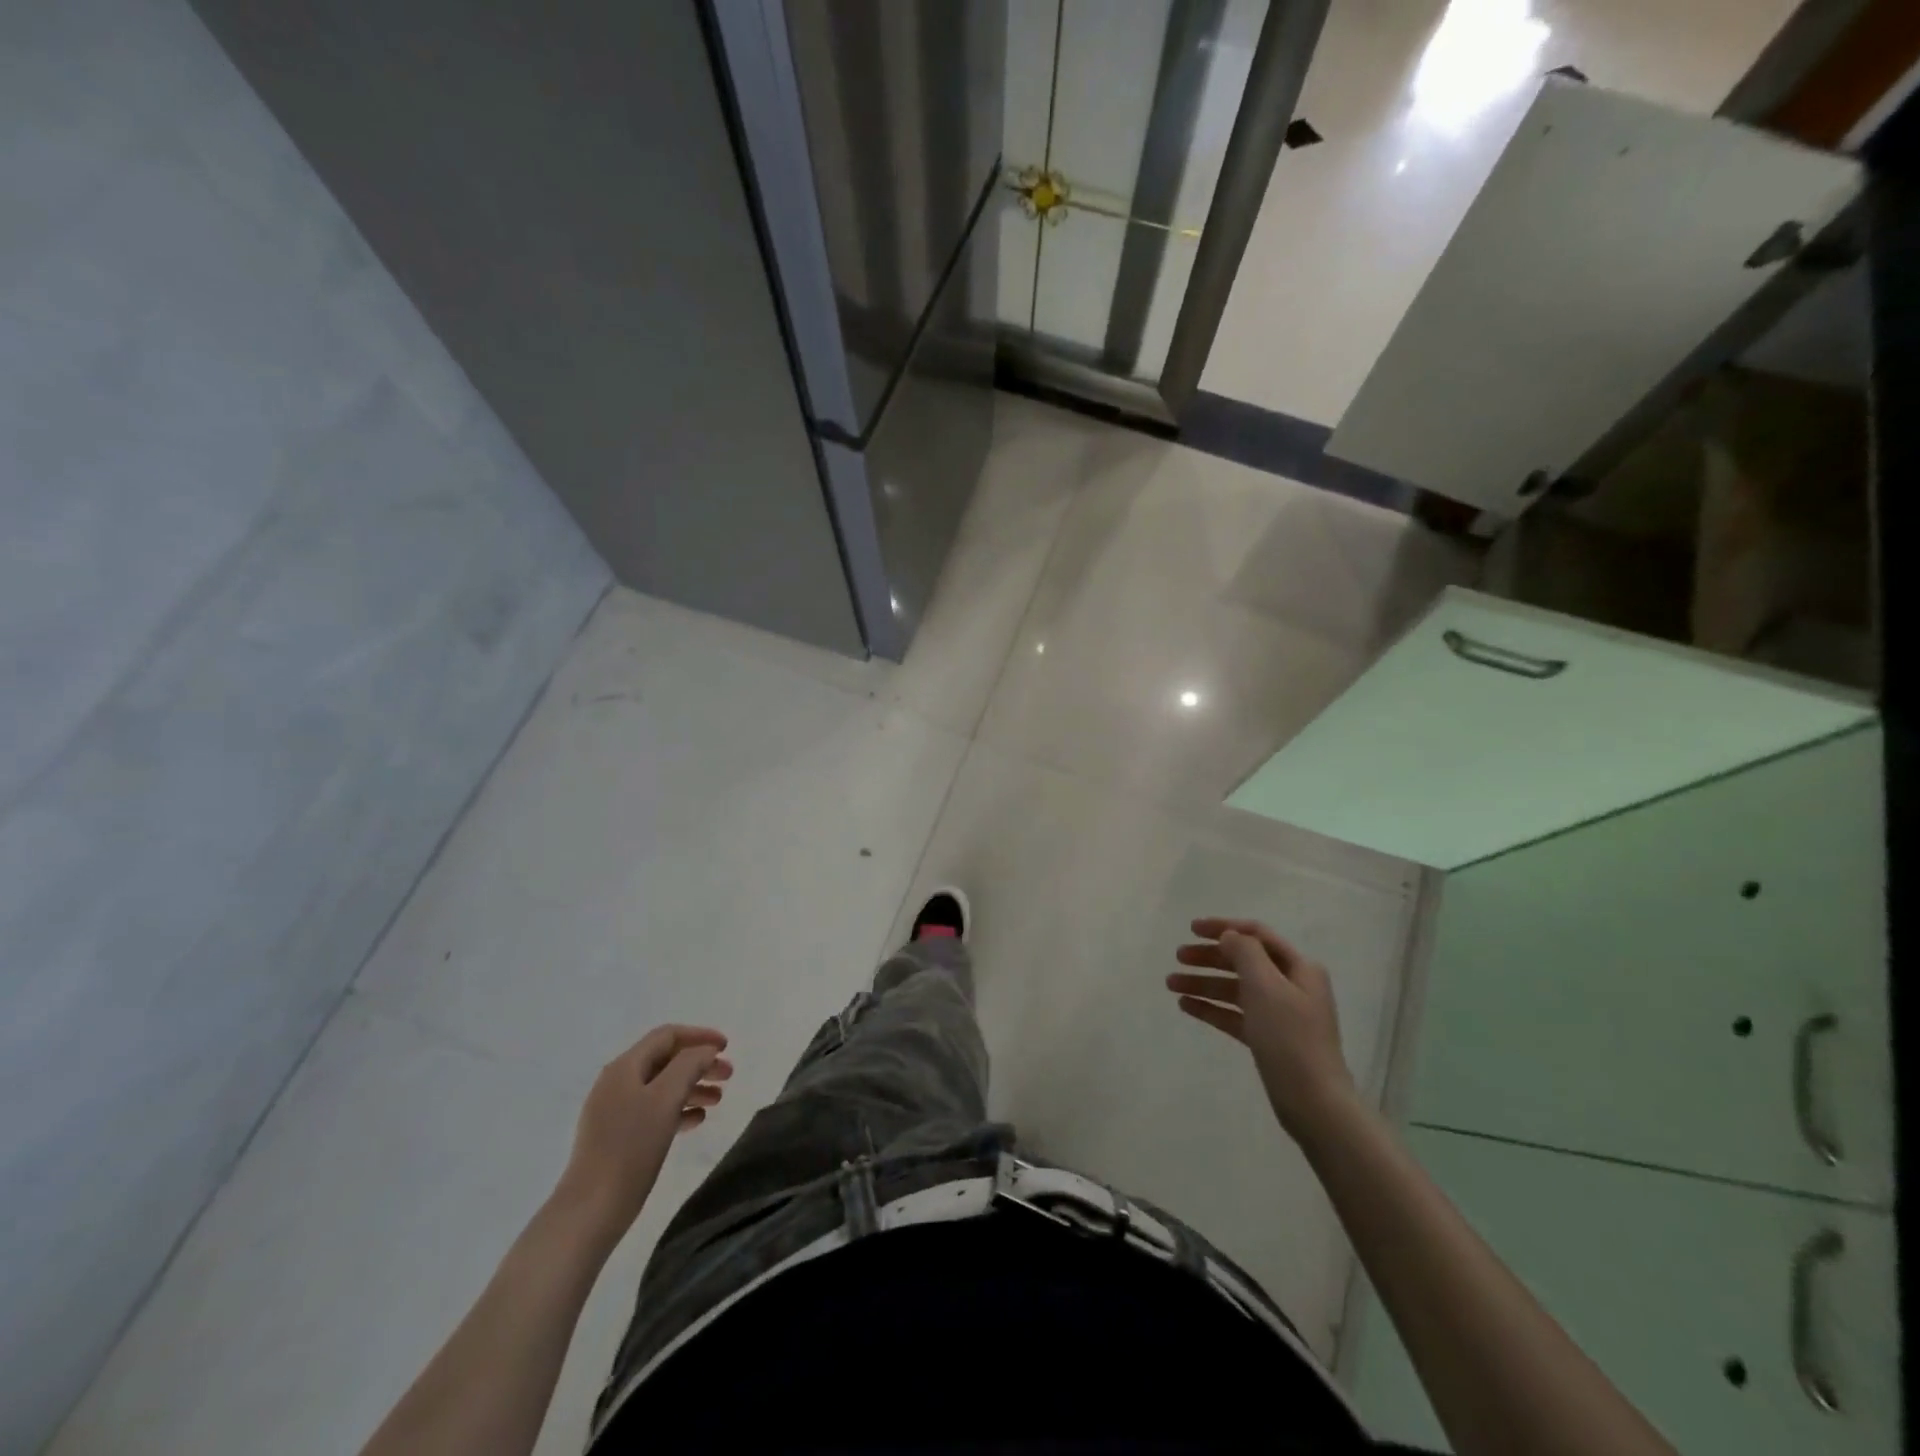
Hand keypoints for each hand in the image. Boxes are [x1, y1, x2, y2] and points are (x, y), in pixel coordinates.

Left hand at [555, 1025, 732, 1238]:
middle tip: (728, 1076)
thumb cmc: (631, 1147)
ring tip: (718, 1100)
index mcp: (625, 1067)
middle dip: (699, 1063)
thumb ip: (689, 1065)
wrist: (591, 1209)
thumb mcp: (666, 1098)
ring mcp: (614, 1112)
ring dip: (692, 1087)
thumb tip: (704, 1051)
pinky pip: (654, 1111)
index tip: (726, 1047)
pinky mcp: (616, 1138)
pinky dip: (678, 1110)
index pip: (667, 1036)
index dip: (699, 1036)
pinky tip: (696, 1121)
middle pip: (666, 1060)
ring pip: (662, 1087)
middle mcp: (617, 1083)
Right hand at [1167, 917, 1355, 1139]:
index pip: (1256, 935)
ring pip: (1235, 989)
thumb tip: (1229, 936)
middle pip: (1243, 961)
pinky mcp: (1268, 1038)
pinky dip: (1211, 1008)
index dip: (1223, 927)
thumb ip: (1245, 952)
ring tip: (1171, 984)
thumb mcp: (1266, 986)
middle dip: (1209, 957)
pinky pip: (1234, 1014)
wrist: (1313, 1102)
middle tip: (1177, 958)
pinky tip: (1186, 1006)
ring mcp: (1279, 1013)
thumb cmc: (1290, 1037)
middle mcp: (1291, 986)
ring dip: (1204, 983)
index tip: (1191, 929)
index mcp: (1299, 968)